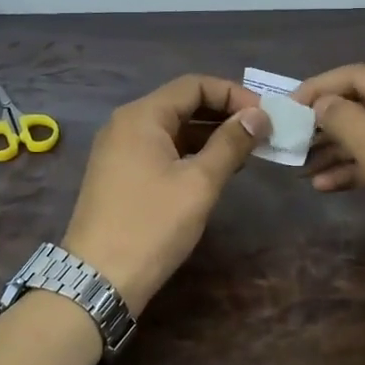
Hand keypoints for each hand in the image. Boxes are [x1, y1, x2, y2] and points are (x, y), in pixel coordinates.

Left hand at [61, 74, 271, 314]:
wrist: (99, 280)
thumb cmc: (152, 225)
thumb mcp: (199, 183)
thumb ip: (231, 143)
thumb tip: (259, 115)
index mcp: (142, 116)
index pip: (194, 85)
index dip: (233, 94)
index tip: (265, 116)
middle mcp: (127, 124)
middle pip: (183, 103)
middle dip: (224, 114)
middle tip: (261, 132)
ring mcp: (120, 149)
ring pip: (173, 128)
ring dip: (210, 134)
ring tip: (247, 152)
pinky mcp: (121, 173)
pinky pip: (162, 149)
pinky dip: (191, 152)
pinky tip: (217, 169)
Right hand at [294, 64, 364, 292]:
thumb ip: (347, 124)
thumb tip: (321, 102)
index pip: (358, 76)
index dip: (318, 89)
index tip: (284, 108)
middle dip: (326, 123)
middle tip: (289, 142)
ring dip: (338, 149)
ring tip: (301, 169)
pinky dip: (360, 167)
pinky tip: (327, 185)